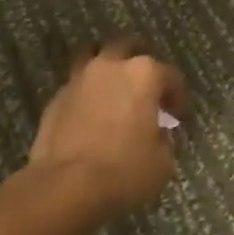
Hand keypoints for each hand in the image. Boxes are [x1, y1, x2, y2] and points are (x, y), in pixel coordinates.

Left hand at [28, 38, 184, 216]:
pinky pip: (76, 88)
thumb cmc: (124, 170)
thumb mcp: (162, 161)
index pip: (170, 75)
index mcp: (143, 74)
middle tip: (144, 90)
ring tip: (113, 95)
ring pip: (94, 59)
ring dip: (106, 73)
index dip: (178, 96)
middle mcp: (110, 67)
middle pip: (126, 48)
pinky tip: (90, 118)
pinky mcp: (55, 99)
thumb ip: (164, 139)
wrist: (66, 186)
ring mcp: (79, 79)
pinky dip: (86, 97)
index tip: (178, 117)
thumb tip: (156, 134)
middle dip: (137, 64)